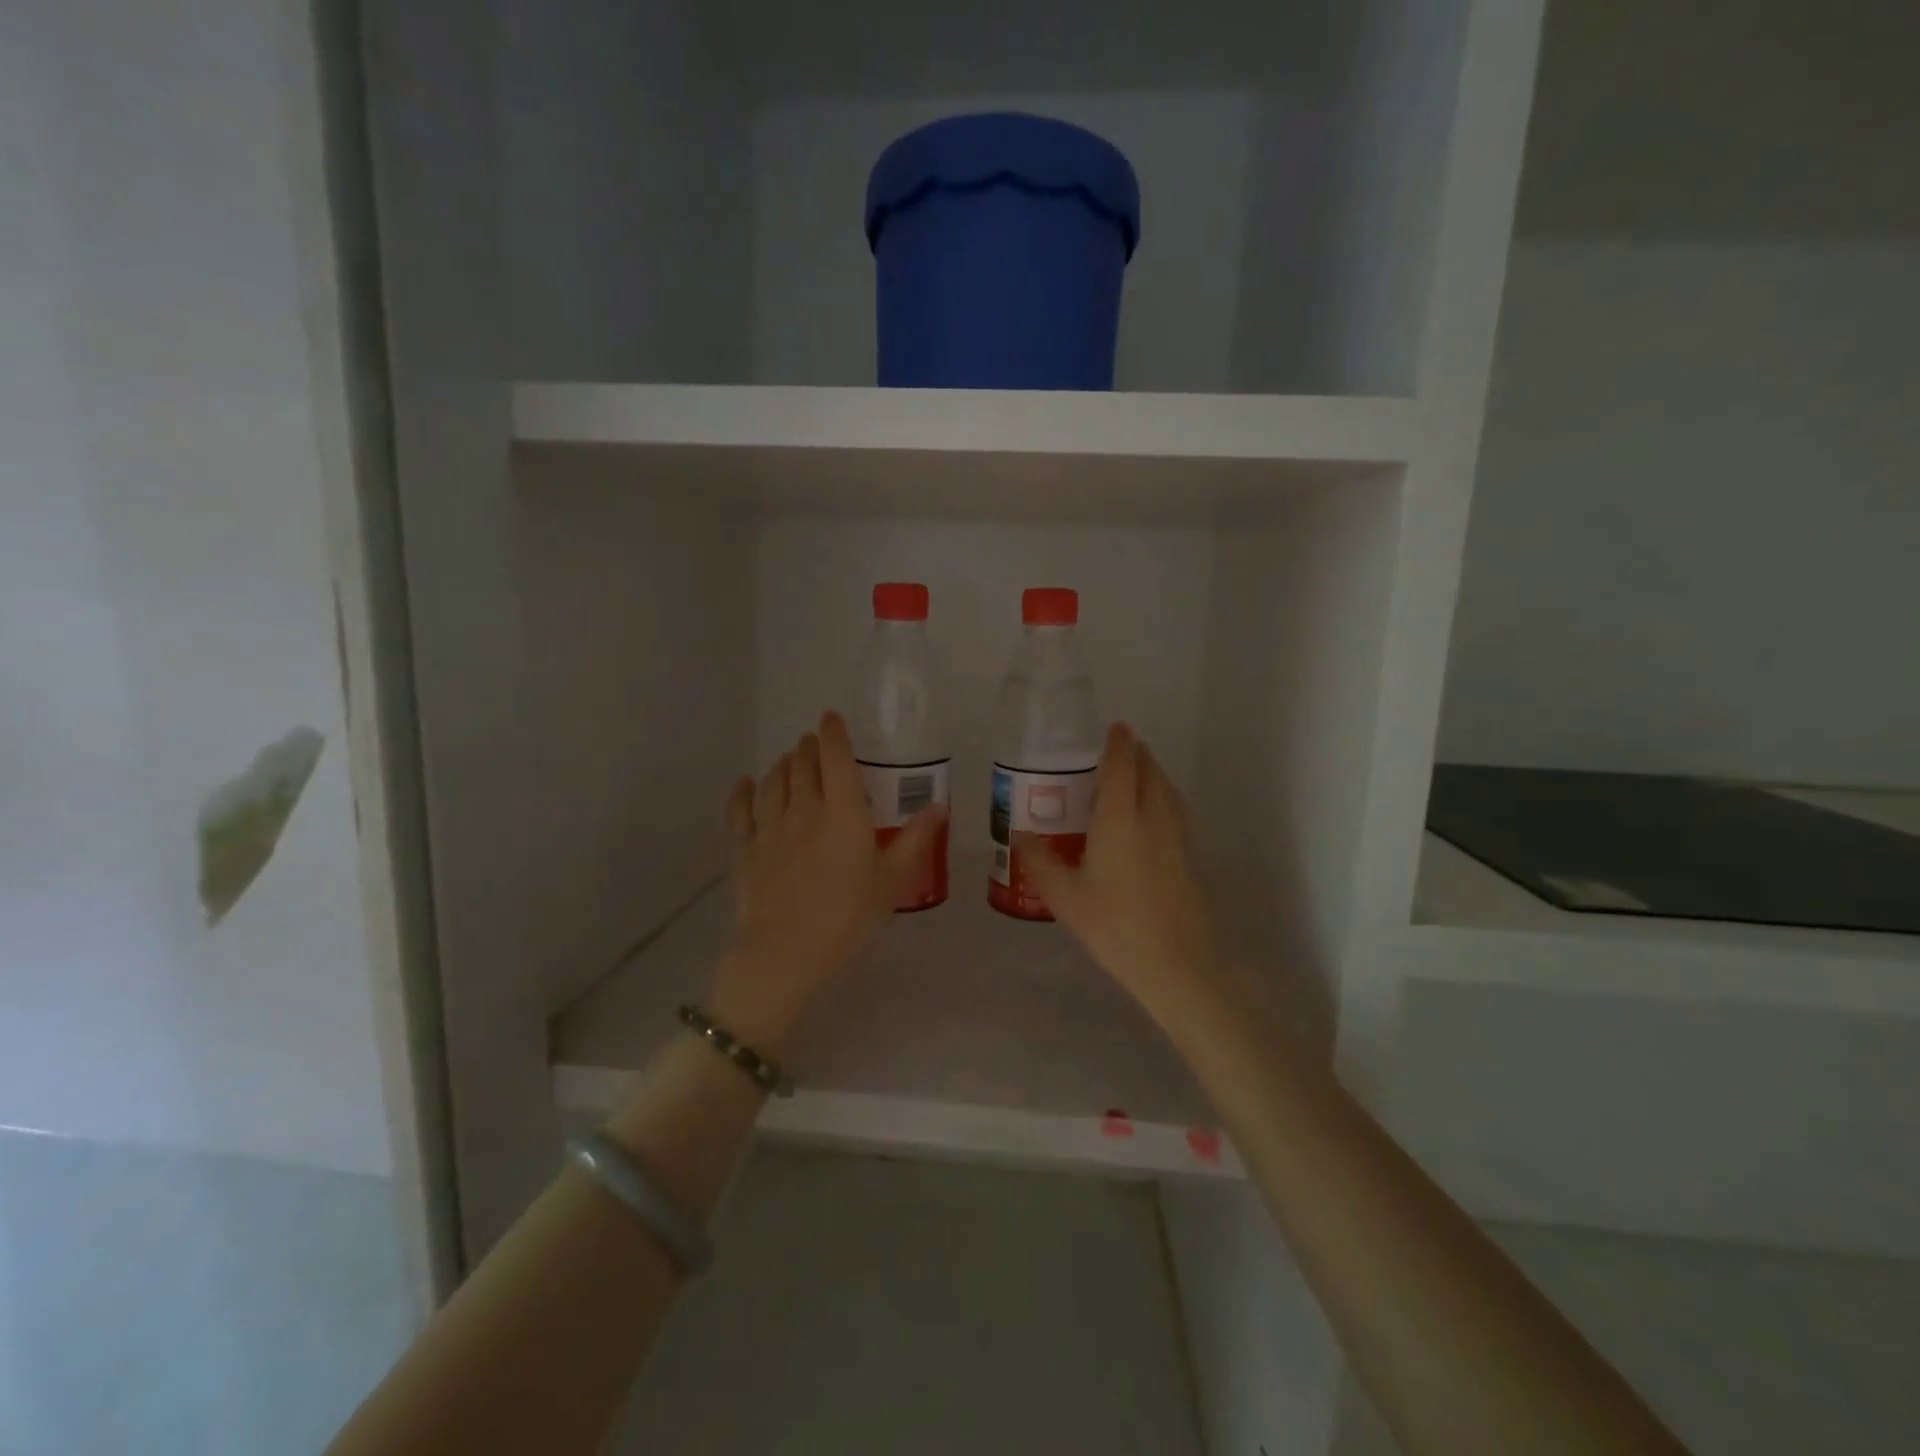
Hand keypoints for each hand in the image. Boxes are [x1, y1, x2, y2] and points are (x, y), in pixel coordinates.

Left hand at [709, 711, 946, 1056]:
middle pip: (802, 764)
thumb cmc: (848, 918)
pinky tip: (746, 784)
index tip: (831, 717)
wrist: (785, 954)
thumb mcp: (891, 881)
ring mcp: (770, 827)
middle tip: (813, 742)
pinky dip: (743, 792)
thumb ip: (915, 840)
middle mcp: (804, 809)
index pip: (836, 758)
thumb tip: (940, 806)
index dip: (833, 733)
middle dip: (808, 747)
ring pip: (773, 781)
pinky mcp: (745, 849)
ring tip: (789, 759)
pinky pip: (740, 810)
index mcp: (844, 813)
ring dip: (782, 764)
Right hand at [1016, 723, 1217, 1022]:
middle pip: (1150, 772)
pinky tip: (1152, 818)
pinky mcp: (1191, 857)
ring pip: (1167, 790)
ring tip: (1136, 776)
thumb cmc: (1114, 925)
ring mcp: (1178, 837)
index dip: (1119, 743)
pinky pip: (1176, 811)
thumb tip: (1019, 835)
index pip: (1122, 766)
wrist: (1177, 964)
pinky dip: (1163, 798)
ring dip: (1153, 774)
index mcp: (1121, 818)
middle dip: (1137, 755)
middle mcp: (1153, 817)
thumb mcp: (1065, 896)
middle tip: (1119, 751)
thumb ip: (1039, 861)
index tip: (1116, 727)